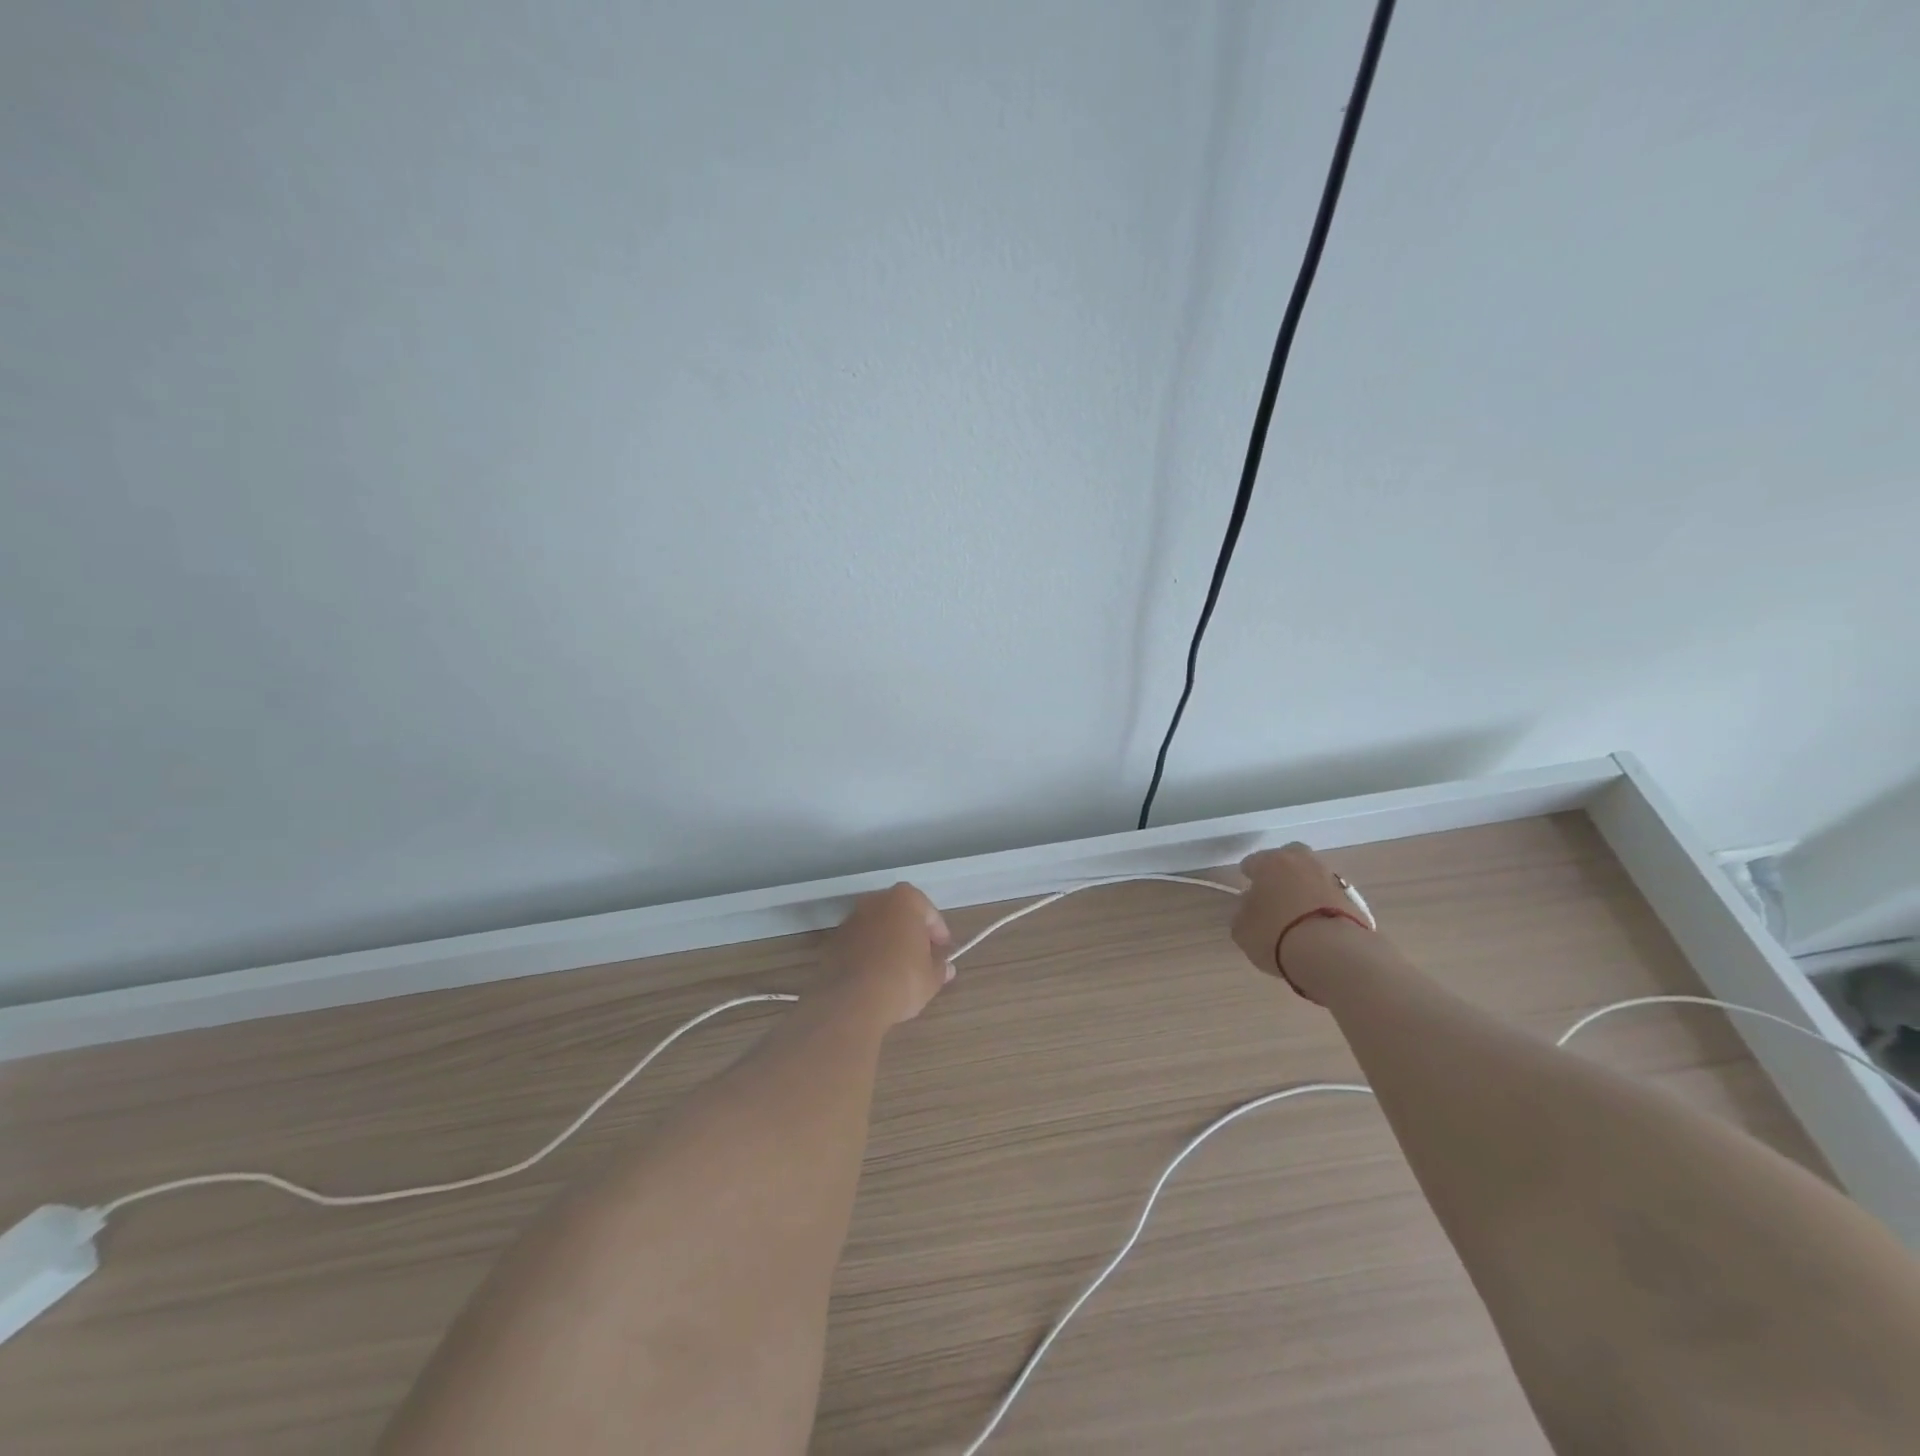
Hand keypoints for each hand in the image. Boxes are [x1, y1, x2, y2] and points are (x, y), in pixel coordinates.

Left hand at [823, 883, 952, 1025]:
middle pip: (901, 915)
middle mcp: (876, 901)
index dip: (938, 934)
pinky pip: (860, 943)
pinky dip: (869, 953)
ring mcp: (852, 919)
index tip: (943, 952)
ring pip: (878, 927)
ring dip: (889, 942)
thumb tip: (945, 968)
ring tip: (898, 970)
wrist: (852, 1000)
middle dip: (912, 934)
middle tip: (922, 958)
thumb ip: (939, 967)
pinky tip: (876, 976)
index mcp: (905, 899)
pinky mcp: (834, 940)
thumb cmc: (902, 979)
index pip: (929, 913)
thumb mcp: (931, 977)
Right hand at [1231, 842, 1367, 981]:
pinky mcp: (1354, 900)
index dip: (1248, 877)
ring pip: (1313, 876)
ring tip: (1298, 915)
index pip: (1253, 862)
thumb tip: (1250, 907)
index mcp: (1270, 862)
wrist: (1333, 954)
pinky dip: (1323, 907)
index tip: (1247, 894)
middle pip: (1290, 858)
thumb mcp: (1242, 929)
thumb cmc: (1276, 934)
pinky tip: (1317, 926)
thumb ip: (1243, 913)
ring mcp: (1331, 879)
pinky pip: (1331, 898)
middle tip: (1275, 894)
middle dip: (1282, 871)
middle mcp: (1302, 862)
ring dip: (1306, 889)